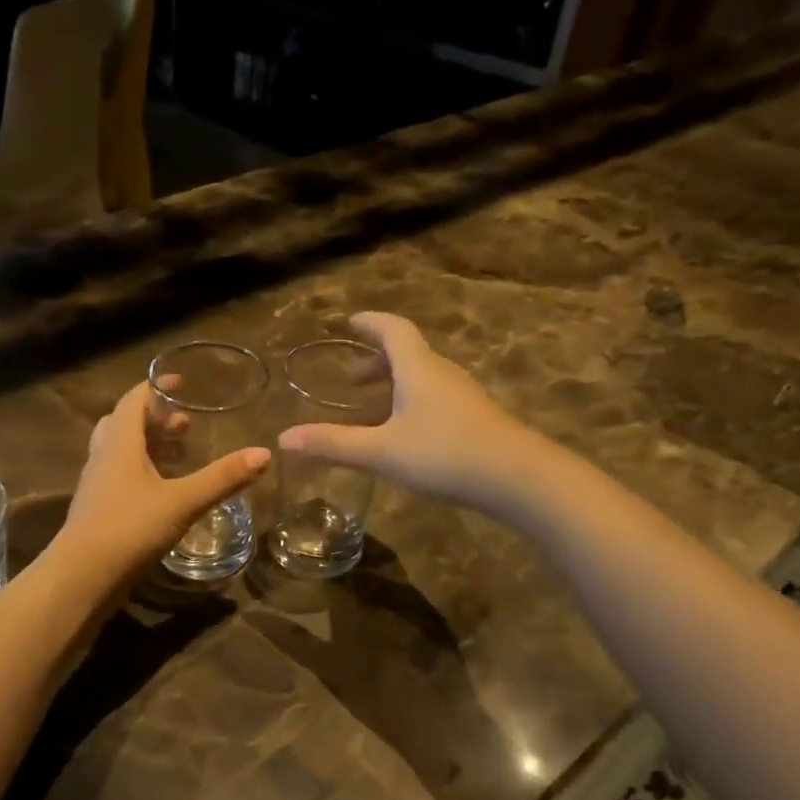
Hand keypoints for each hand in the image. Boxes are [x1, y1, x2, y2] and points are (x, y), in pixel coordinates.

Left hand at [57, 381, 270, 576]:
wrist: (82, 577)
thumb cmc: (130, 528)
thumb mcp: (183, 502)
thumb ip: (222, 478)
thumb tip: (264, 453)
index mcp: (120, 444)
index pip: (133, 400)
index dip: (156, 387)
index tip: (180, 382)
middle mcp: (103, 458)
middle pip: (124, 424)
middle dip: (155, 419)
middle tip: (185, 426)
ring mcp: (96, 485)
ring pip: (119, 452)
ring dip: (148, 447)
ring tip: (179, 457)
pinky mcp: (96, 510)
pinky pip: (118, 477)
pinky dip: (141, 473)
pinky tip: (162, 493)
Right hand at [277, 312, 534, 516]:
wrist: (515, 477)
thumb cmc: (442, 454)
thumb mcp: (380, 452)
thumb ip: (332, 444)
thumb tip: (283, 438)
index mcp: (417, 368)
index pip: (392, 330)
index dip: (370, 323)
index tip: (350, 322)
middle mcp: (441, 373)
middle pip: (406, 354)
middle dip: (376, 363)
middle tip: (351, 381)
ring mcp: (462, 395)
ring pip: (422, 378)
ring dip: (394, 386)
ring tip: (371, 411)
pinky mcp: (475, 418)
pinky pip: (435, 398)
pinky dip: (411, 403)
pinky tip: (405, 434)